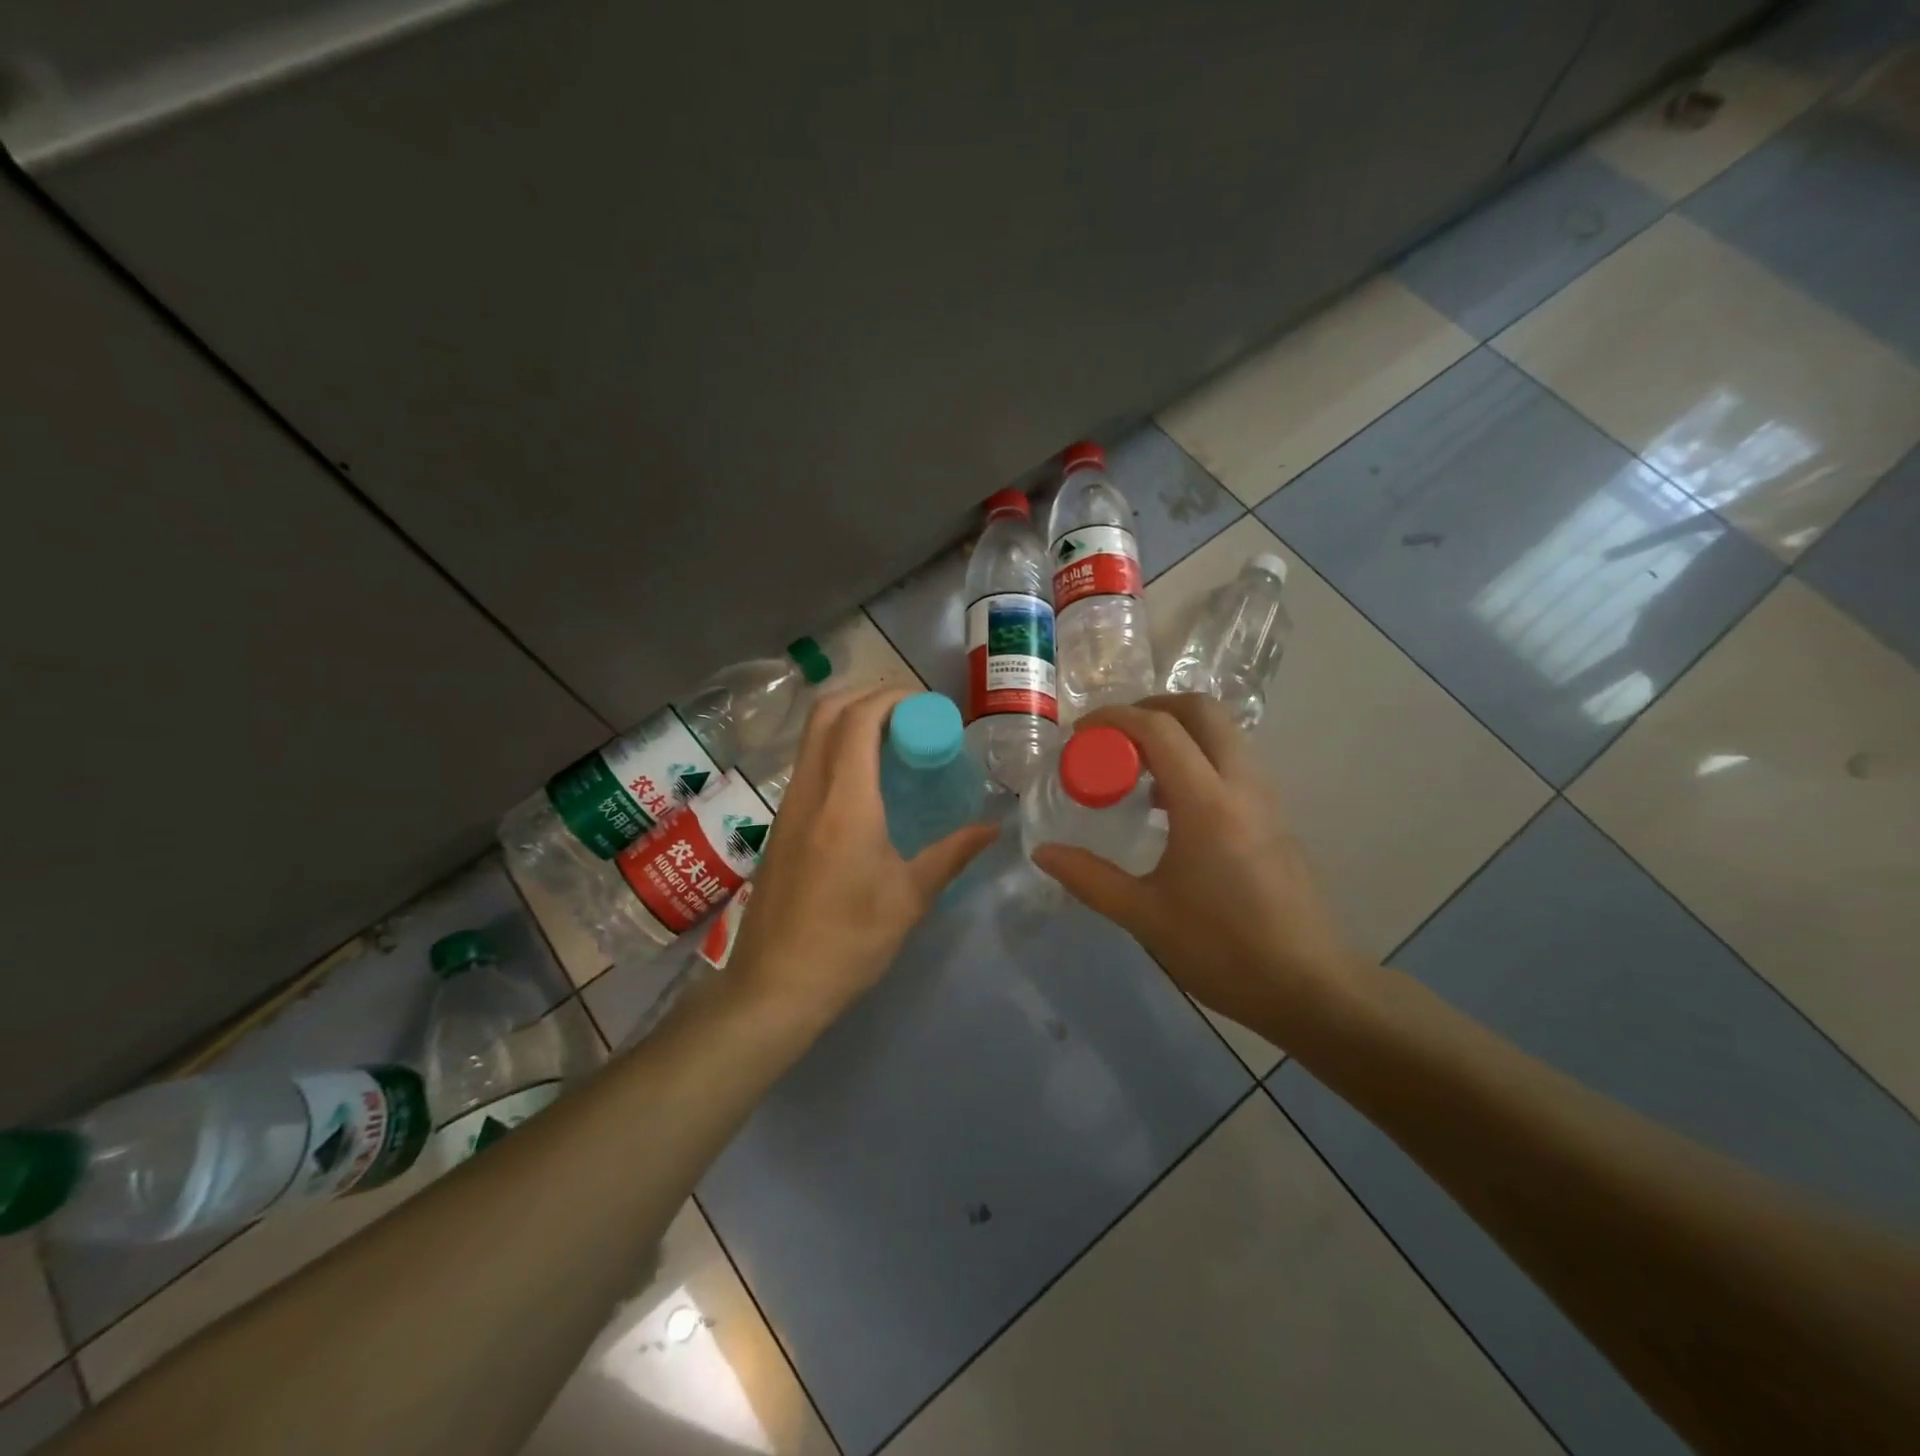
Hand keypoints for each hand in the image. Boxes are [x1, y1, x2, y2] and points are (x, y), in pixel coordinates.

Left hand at [724, 686, 998, 1031]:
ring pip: (812, 736)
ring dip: (850, 721)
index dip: (892, 698)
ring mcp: (788, 806)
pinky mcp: (780, 824)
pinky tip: (866, 781)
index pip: (859, 720)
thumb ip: (953, 853)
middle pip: (826, 712)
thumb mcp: (910, 898)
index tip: (926, 707)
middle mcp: (810, 791)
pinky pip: (808, 763)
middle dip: (868, 696)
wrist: (775, 985)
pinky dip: (837, 749)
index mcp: (845, 803)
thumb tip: (993, 828)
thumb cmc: (849, 941)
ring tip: (893, 742)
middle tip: (910, 715)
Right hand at [1030, 694, 1359, 1035]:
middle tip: (1114, 736)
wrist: (1311, 988)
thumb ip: (1089, 878)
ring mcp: (1266, 798)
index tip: (1079, 734)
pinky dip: (1199, 757)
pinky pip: (1235, 762)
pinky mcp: (1277, 817)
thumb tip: (1043, 853)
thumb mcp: (1145, 916)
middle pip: (1202, 710)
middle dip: (1152, 707)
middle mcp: (1241, 785)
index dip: (1113, 718)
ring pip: (1224, 733)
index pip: (1157, 729)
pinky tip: (1172, 805)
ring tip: (1138, 769)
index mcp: (1206, 803)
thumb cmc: (1223, 950)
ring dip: (1179, 731)